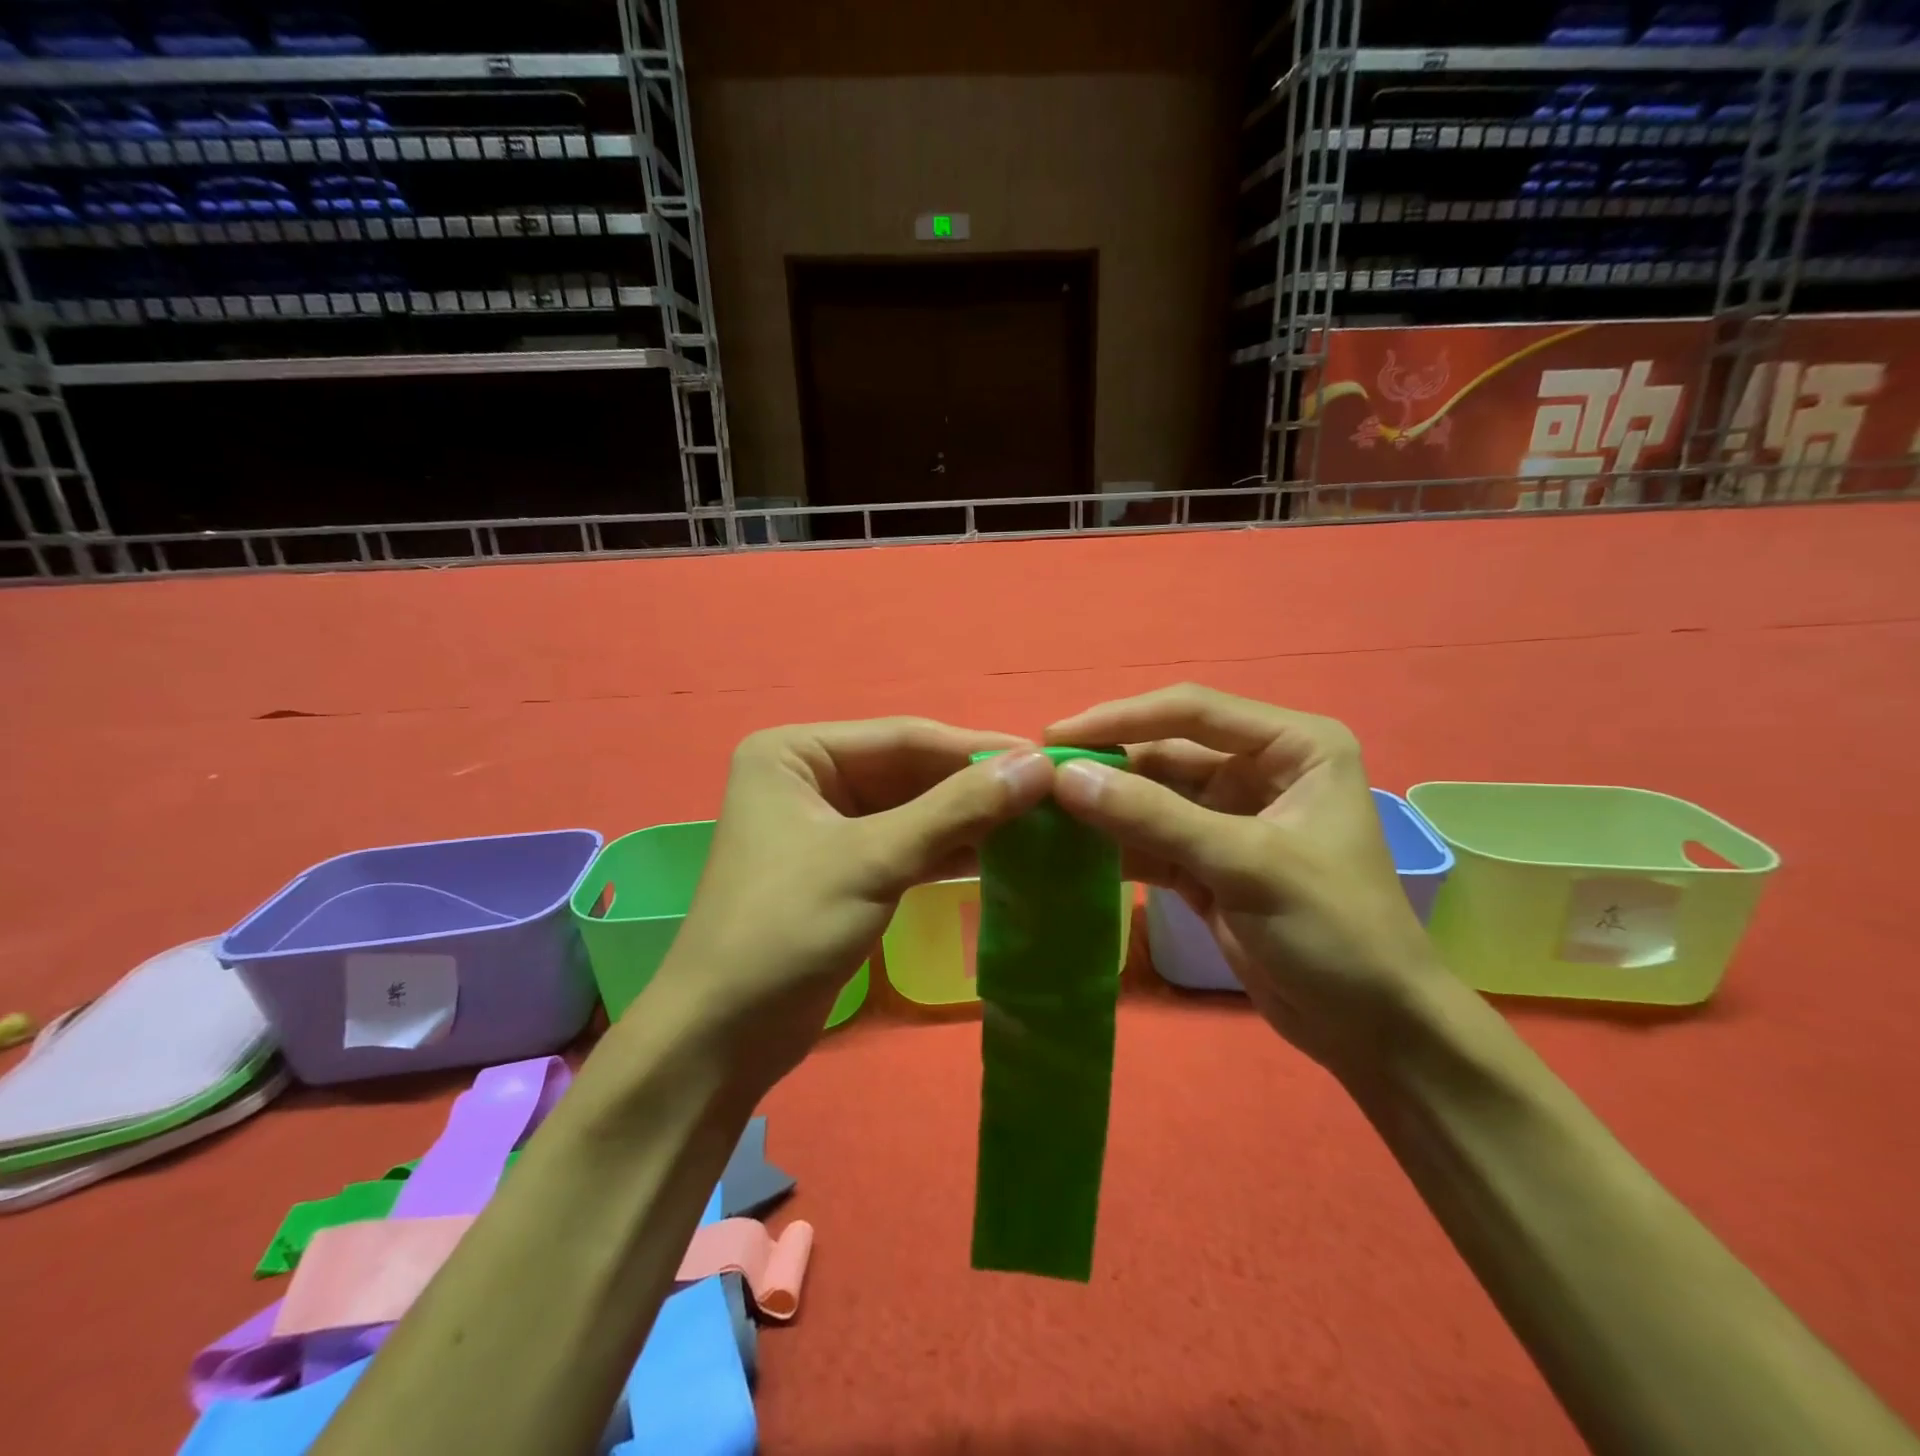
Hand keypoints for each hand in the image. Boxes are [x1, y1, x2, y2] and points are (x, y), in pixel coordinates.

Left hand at [654, 718, 1054, 1086]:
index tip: (1047, 758)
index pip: (904, 738)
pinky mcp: (843, 866)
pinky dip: (949, 848)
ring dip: (969, 817)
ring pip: (913, 808)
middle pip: (909, 771)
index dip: (977, 749)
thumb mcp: (874, 861)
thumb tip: (1037, 766)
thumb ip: (956, 810)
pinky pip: (906, 843)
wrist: (723, 1037)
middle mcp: (809, 775)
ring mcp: (826, 823)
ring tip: (1038, 821)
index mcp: (796, 751)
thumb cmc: (785, 929)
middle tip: (1051, 793)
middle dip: (975, 785)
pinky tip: (1000, 852)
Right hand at [1047, 684, 1444, 1076]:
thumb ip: (1154, 817)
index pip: (1191, 712)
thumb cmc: (1334, 930)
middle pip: (1166, 752)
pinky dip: (1116, 844)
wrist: (1372, 1029)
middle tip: (1038, 778)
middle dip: (1107, 766)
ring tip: (1042, 812)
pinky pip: (1152, 839)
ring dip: (1104, 806)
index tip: (1056, 735)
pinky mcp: (1210, 861)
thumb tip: (1066, 777)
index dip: (1120, 719)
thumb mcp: (1245, 864)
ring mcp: (1232, 817)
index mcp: (1293, 746)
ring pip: (1153, 797)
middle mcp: (1260, 769)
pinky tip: (1070, 850)